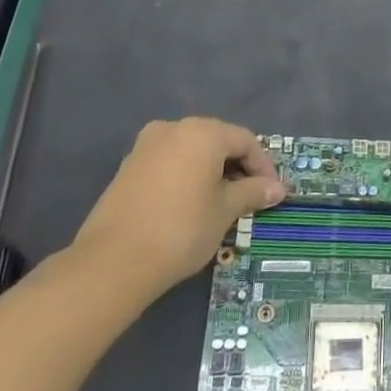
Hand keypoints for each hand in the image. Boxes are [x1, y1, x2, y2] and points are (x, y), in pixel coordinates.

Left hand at [74, 118, 285, 296]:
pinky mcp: (127, 167)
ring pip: (191, 151)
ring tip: (221, 202)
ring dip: (211, 171)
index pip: (245, 140)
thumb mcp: (225, 211)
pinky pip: (169, 163)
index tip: (272, 193)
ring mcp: (146, 146)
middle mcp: (173, 128)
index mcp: (202, 132)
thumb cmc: (181, 229)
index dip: (263, 166)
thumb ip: (252, 192)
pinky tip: (190, 204)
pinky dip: (186, 176)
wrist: (113, 262)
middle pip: (217, 140)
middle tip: (250, 196)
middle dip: (237, 166)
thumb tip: (277, 189)